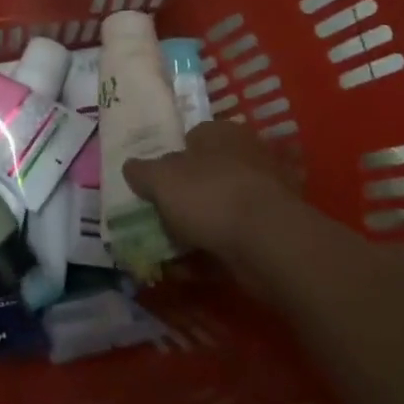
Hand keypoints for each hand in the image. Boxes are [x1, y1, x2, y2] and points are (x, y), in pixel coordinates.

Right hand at [123, 120, 304, 273]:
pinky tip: (190, 270)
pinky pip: (232, 239)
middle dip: (184, 197)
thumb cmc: (209, 196)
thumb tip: (131, 167)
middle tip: (160, 217)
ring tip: (169, 251)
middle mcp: (246, 157)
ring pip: (218, 210)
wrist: (268, 242)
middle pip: (205, 175)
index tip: (155, 183)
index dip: (171, 158)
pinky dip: (212, 253)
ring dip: (196, 230)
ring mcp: (263, 196)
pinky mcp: (272, 232)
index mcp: (221, 134)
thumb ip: (142, 172)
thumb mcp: (161, 179)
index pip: (192, 137)